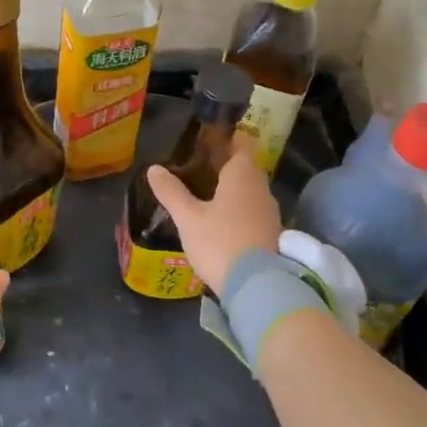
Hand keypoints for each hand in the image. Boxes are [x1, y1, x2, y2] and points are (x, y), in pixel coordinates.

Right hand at [146, 135, 282, 295]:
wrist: (257, 289)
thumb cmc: (220, 242)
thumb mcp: (188, 217)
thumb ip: (171, 191)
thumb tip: (154, 168)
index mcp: (243, 174)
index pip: (242, 142)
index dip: (227, 137)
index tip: (208, 138)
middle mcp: (261, 188)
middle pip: (246, 167)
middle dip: (225, 164)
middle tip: (198, 167)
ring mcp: (271, 213)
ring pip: (250, 191)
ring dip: (232, 189)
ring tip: (206, 194)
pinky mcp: (273, 235)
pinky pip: (254, 211)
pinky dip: (239, 210)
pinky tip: (221, 222)